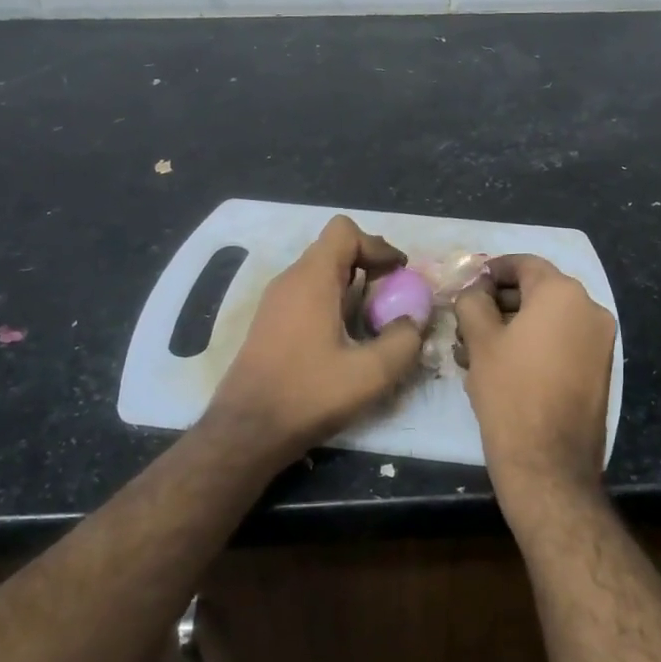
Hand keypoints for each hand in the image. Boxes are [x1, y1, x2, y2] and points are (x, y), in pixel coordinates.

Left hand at [208, 216, 424, 459]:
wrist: (246, 431)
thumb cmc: (308, 394)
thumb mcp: (371, 373)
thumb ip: (404, 340)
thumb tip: (414, 321)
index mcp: (312, 279)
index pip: (344, 231)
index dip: (377, 246)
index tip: (399, 274)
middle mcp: (289, 280)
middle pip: (333, 249)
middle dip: (369, 265)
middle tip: (392, 297)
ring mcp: (274, 301)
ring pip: (319, 273)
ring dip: (351, 286)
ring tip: (373, 320)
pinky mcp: (269, 323)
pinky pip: (306, 294)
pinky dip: (332, 302)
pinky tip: (344, 339)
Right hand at [454, 255, 615, 515]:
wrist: (549, 463)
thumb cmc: (510, 391)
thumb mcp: (480, 339)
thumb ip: (473, 301)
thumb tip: (475, 290)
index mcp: (562, 293)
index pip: (524, 264)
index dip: (492, 270)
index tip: (468, 284)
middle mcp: (590, 309)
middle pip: (538, 291)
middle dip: (499, 303)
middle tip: (466, 321)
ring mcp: (599, 341)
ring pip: (548, 320)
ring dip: (513, 326)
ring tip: (474, 350)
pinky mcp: (599, 369)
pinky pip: (562, 342)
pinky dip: (534, 345)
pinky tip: (501, 366)